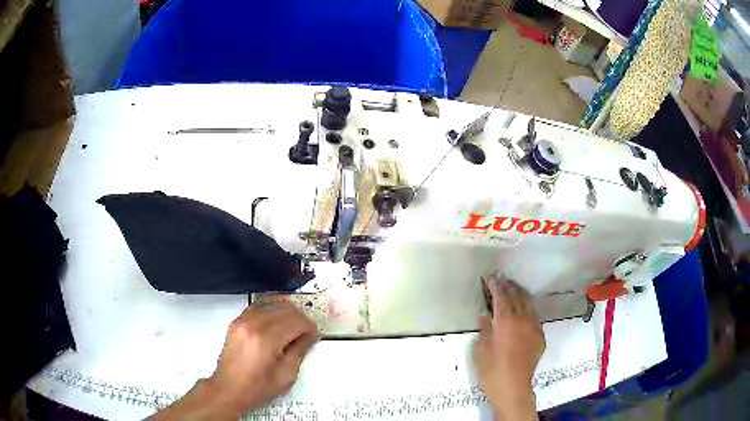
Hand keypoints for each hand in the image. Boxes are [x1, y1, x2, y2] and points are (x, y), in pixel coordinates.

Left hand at [154, 302, 319, 419]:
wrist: (228, 389)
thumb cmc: (257, 388)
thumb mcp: (286, 376)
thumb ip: (299, 351)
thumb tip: (310, 336)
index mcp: (267, 340)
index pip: (296, 321)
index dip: (309, 327)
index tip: (314, 335)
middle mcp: (254, 324)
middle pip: (285, 308)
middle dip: (300, 318)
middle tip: (306, 332)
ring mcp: (242, 320)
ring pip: (272, 303)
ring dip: (287, 312)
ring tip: (293, 327)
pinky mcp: (236, 321)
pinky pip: (258, 306)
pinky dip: (271, 309)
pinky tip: (277, 321)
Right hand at [473, 277, 545, 419]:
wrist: (513, 388)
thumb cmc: (491, 370)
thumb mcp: (480, 349)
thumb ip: (484, 328)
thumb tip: (484, 314)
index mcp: (505, 321)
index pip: (501, 296)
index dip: (496, 285)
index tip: (492, 276)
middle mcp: (522, 319)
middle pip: (516, 296)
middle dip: (508, 286)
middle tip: (501, 278)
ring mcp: (534, 327)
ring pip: (528, 304)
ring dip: (520, 294)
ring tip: (513, 288)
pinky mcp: (540, 337)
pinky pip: (534, 316)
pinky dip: (527, 309)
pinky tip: (523, 310)